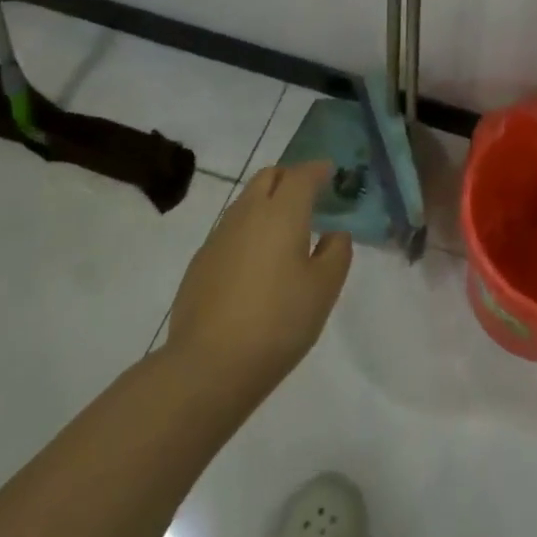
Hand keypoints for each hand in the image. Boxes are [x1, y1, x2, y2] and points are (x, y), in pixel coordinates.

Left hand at [165, 163, 352, 399]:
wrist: (209, 366)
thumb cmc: (278, 322)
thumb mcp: (324, 289)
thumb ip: (337, 253)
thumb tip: (334, 234)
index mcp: (282, 213)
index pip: (301, 175)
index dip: (317, 170)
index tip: (330, 172)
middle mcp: (247, 214)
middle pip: (267, 177)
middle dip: (289, 177)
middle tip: (309, 195)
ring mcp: (218, 237)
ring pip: (246, 201)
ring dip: (267, 203)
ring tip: (285, 230)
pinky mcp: (200, 262)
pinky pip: (230, 229)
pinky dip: (248, 230)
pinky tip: (257, 262)